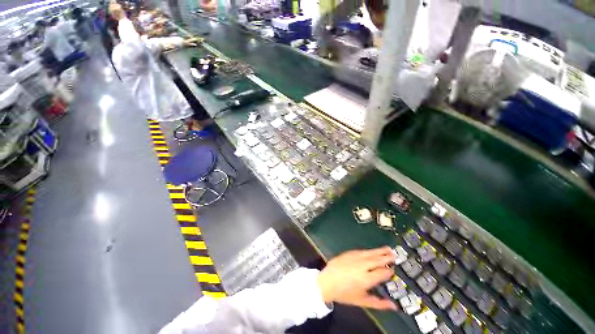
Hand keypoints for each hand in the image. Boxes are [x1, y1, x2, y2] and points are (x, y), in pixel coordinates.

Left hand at [317, 246, 396, 310]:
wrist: (327, 282)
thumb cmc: (344, 293)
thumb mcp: (362, 301)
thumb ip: (379, 304)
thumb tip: (393, 306)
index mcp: (366, 279)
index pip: (382, 273)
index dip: (388, 271)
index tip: (393, 270)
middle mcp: (362, 266)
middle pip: (377, 260)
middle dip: (386, 257)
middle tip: (394, 254)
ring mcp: (355, 258)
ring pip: (370, 253)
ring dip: (379, 251)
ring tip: (388, 248)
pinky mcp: (349, 253)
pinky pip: (361, 251)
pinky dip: (369, 251)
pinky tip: (372, 250)